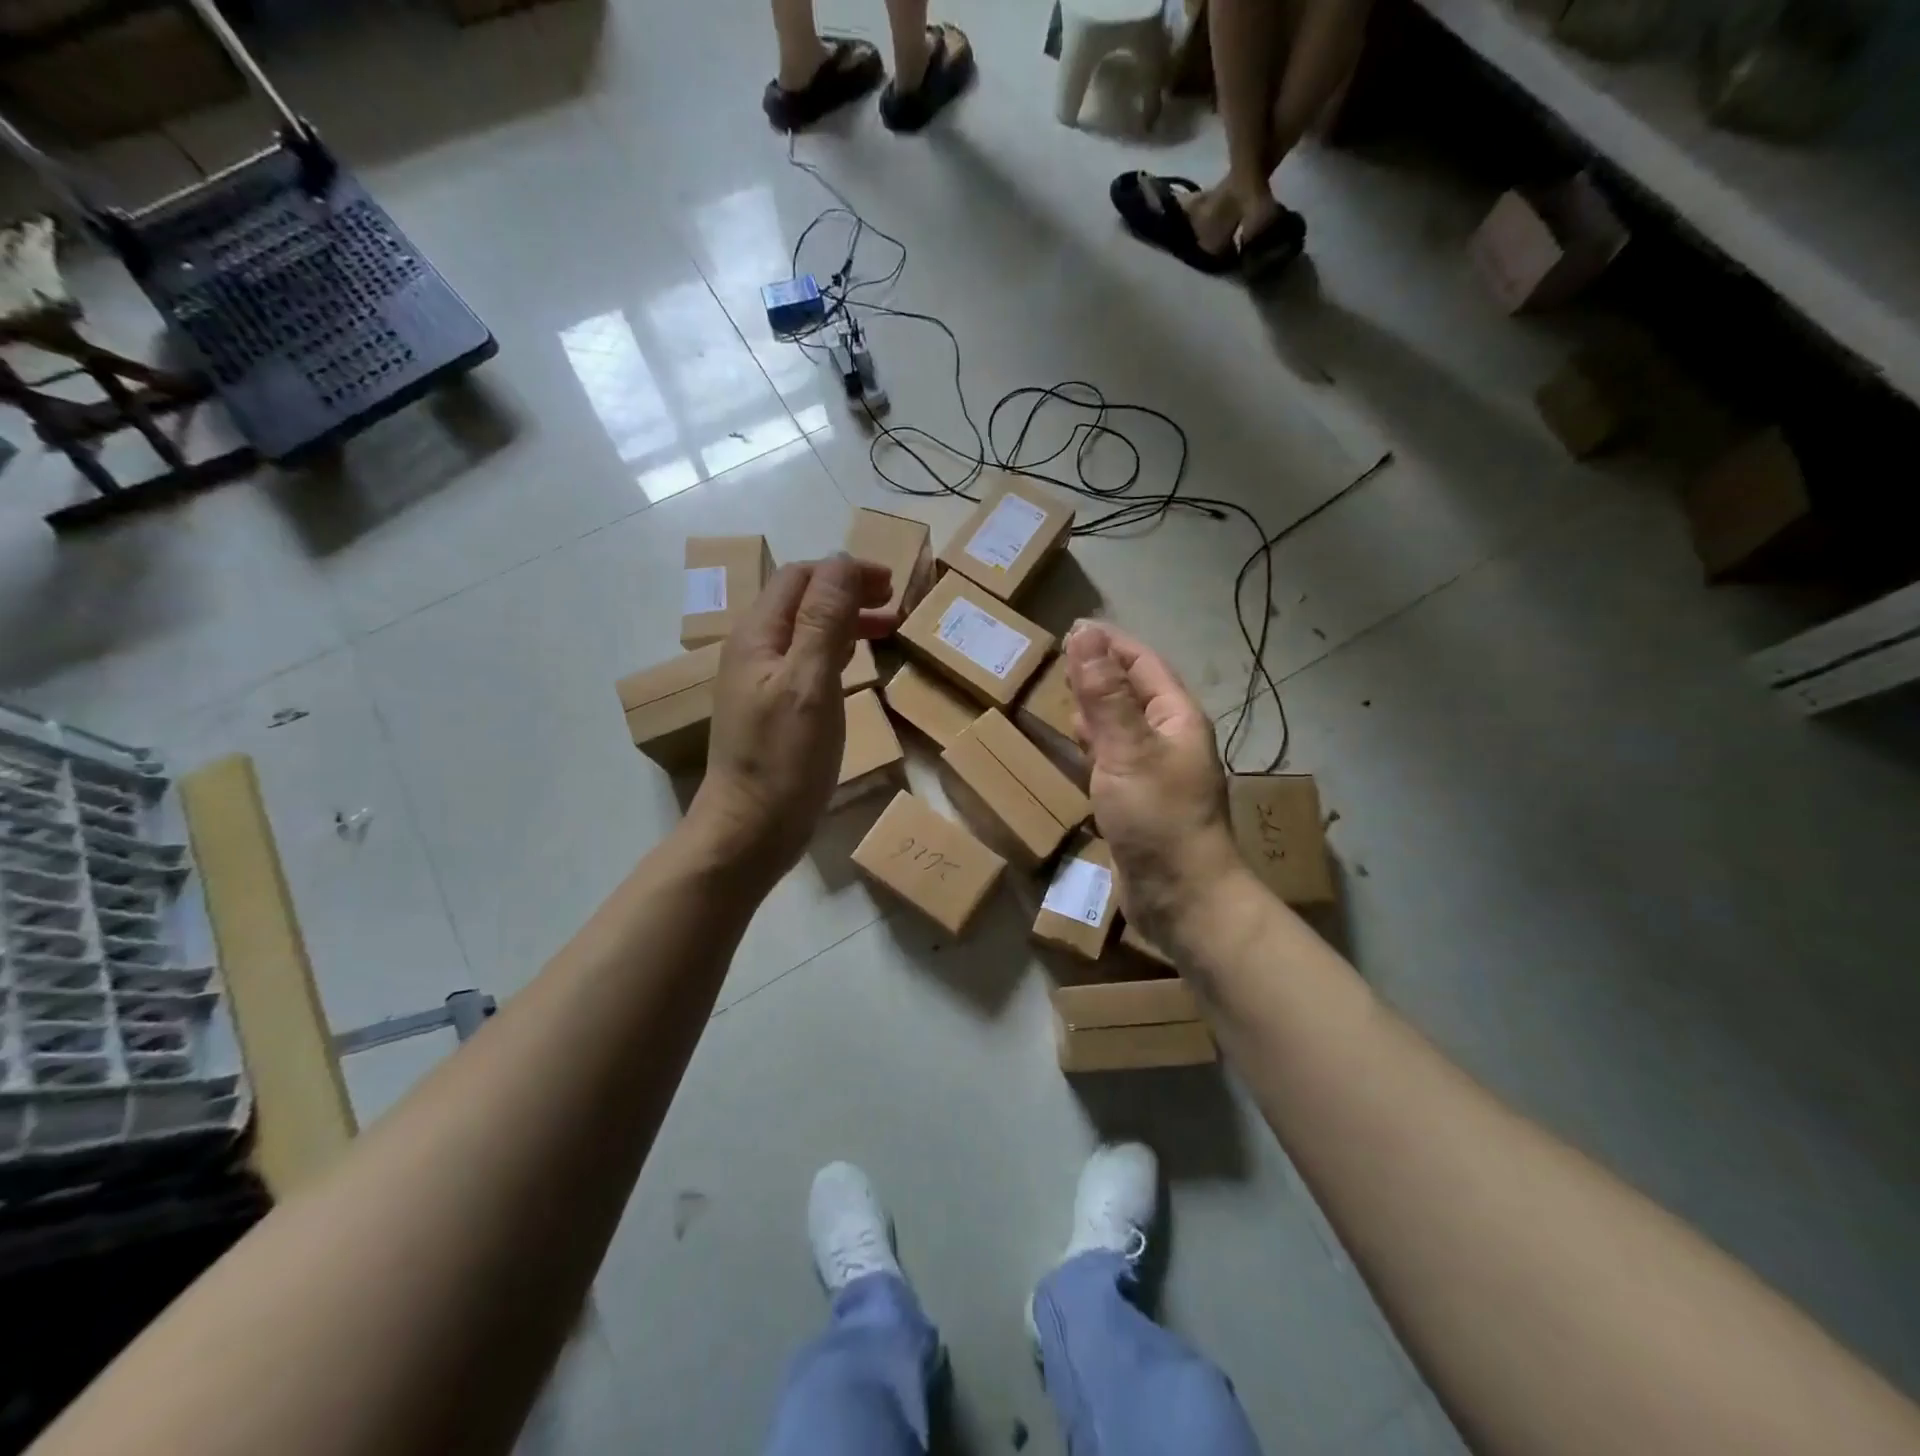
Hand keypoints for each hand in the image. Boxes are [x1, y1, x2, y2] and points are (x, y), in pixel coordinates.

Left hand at [690, 555, 892, 883]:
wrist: (750, 830)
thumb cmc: (784, 759)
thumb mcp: (810, 683)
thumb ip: (824, 620)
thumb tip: (842, 561)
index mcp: (758, 637)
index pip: (800, 578)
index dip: (844, 572)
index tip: (890, 583)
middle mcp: (754, 651)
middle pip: (801, 601)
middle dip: (847, 592)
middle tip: (894, 603)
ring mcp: (762, 682)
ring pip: (806, 633)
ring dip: (845, 621)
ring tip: (887, 628)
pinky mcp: (774, 710)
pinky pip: (806, 663)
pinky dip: (837, 652)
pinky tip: (856, 665)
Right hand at [1065, 621, 1243, 950]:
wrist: (1181, 897)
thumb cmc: (1158, 818)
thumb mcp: (1127, 750)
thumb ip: (1105, 695)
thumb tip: (1085, 634)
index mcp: (1176, 717)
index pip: (1142, 663)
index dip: (1109, 643)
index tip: (1071, 628)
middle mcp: (1168, 738)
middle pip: (1131, 691)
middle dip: (1098, 671)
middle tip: (1057, 658)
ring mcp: (1153, 771)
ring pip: (1120, 725)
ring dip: (1094, 707)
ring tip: (1061, 693)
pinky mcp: (1137, 800)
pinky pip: (1113, 758)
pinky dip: (1093, 744)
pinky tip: (1075, 745)